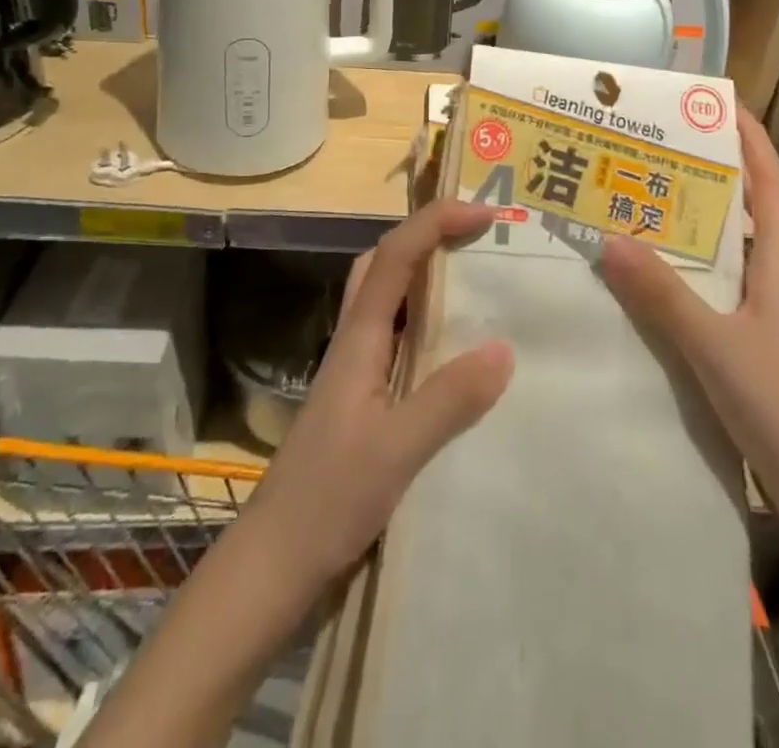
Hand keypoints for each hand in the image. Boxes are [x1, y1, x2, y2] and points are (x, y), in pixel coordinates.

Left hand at [244, 200, 514, 592]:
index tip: (485, 213)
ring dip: (426, 273)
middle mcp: (356, 342)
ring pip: (389, 298)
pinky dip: (428, 321)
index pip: (395, 256)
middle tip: (476, 234)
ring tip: (476, 278)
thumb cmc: (326, 500)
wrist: (273, 565)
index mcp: (360, 339)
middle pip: (383, 264)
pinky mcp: (364, 400)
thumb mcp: (395, 450)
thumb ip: (448, 398)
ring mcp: (357, 371)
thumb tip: (504, 347)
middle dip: (426, 234)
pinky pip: (399, 337)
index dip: (435, 222)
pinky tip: (457, 348)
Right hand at [600, 113, 778, 518]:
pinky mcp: (752, 346)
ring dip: (697, 222)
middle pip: (747, 210)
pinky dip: (689, 271)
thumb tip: (610, 237)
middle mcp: (774, 280)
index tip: (721, 102)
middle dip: (713, 172)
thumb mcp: (716, 348)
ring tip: (646, 200)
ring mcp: (765, 315)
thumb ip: (664, 296)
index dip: (751, 140)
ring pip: (729, 251)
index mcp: (778, 266)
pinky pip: (716, 289)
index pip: (770, 185)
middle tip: (659, 148)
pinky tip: (653, 278)